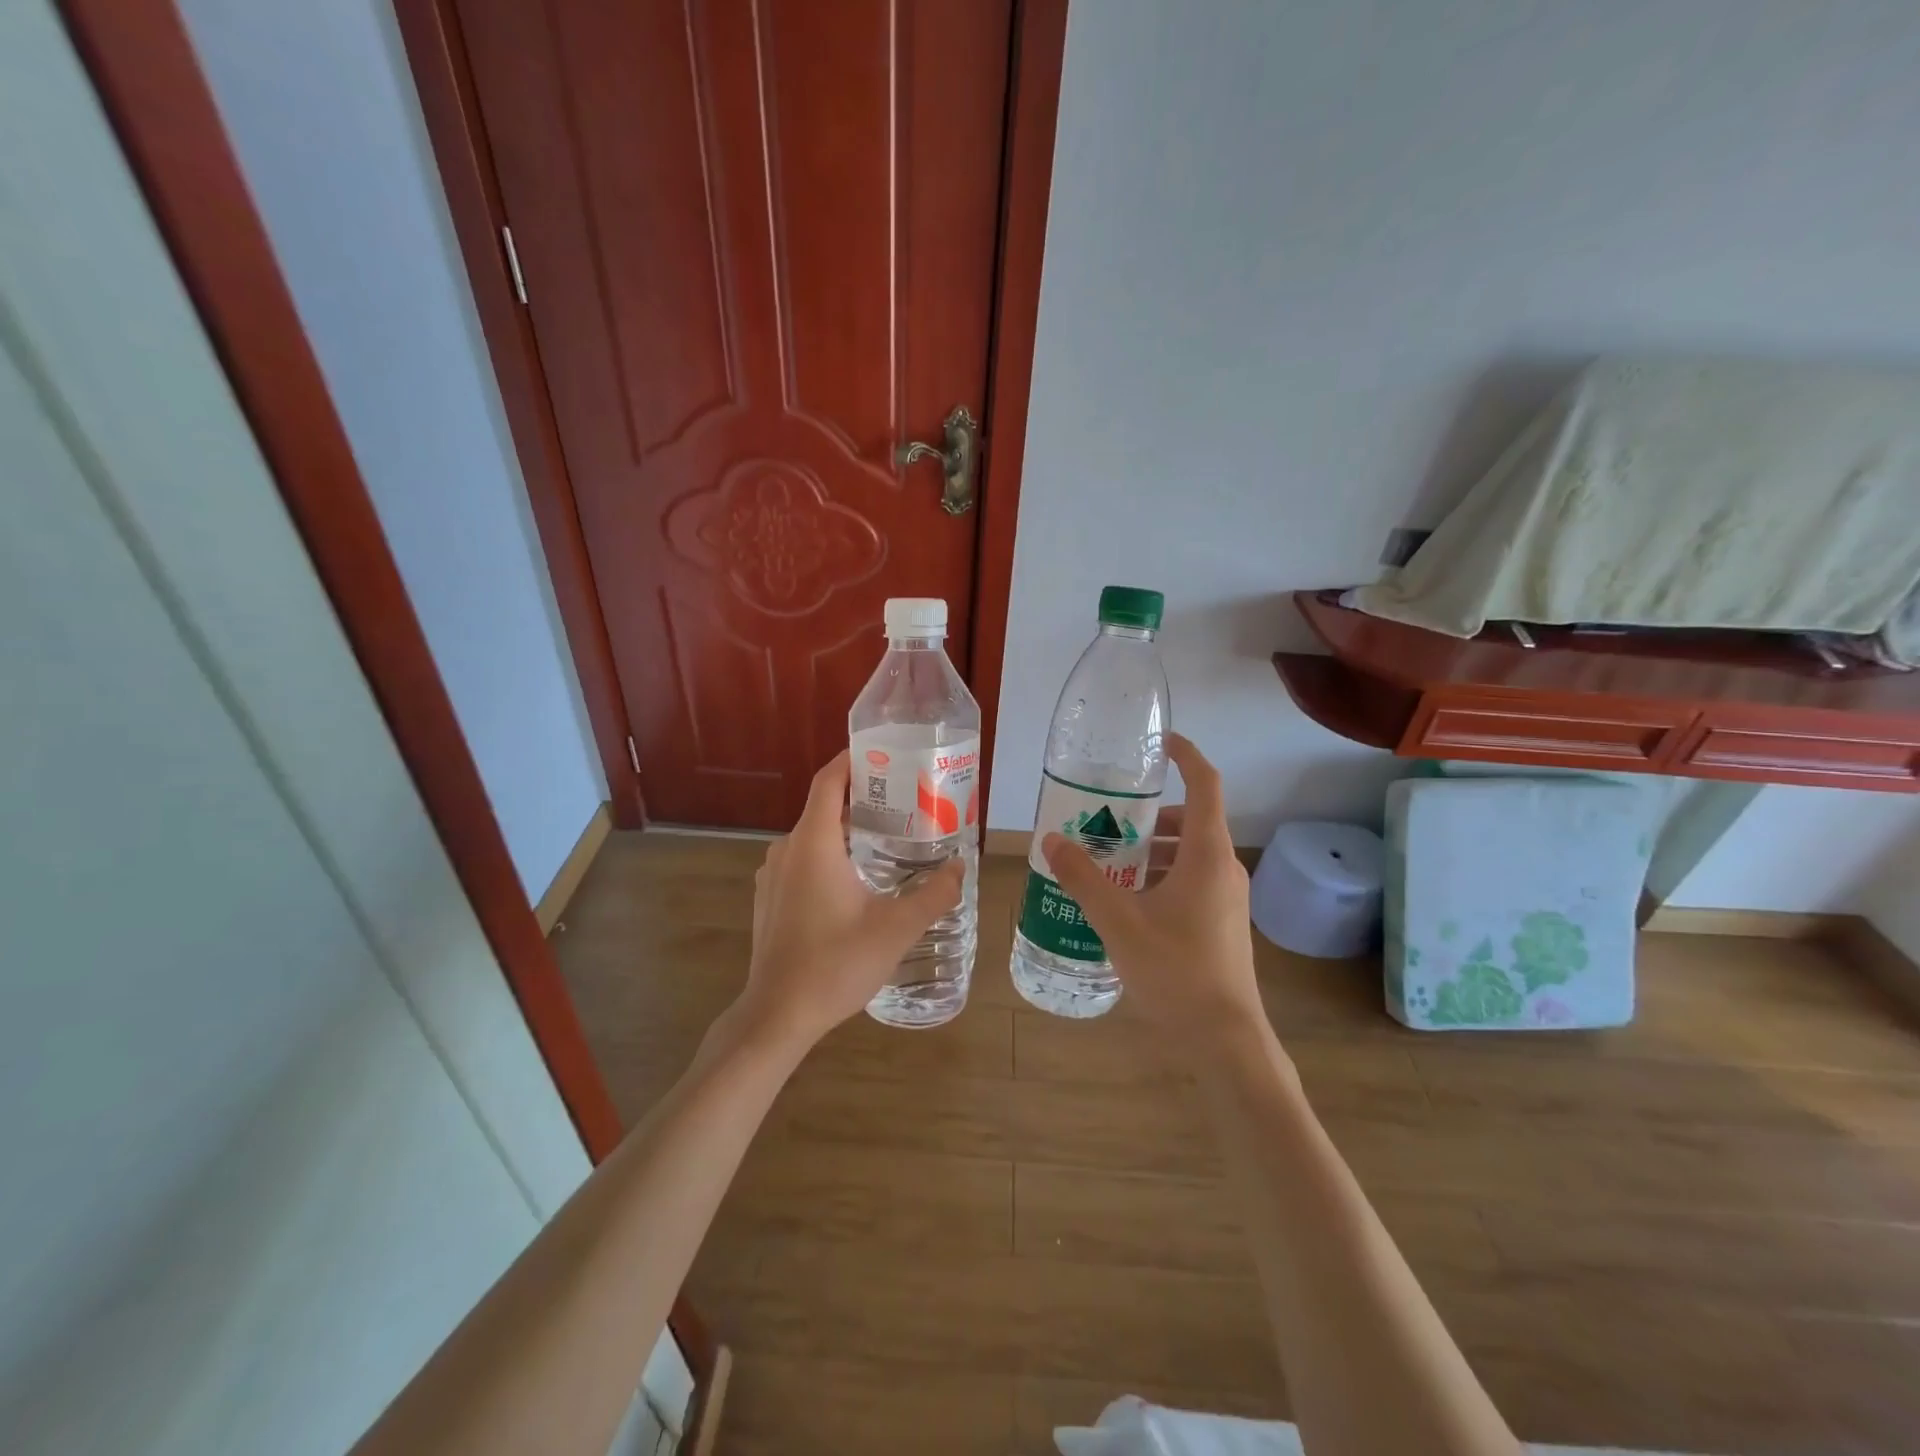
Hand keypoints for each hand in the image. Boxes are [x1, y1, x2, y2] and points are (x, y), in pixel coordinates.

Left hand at [735, 751, 964, 1050]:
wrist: (777, 1015)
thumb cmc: (835, 964)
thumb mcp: (896, 929)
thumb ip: (934, 895)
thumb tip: (960, 867)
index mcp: (813, 844)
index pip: (828, 781)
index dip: (852, 760)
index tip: (883, 753)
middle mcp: (787, 850)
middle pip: (823, 806)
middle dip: (862, 799)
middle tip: (903, 803)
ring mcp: (773, 875)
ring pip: (813, 836)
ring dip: (846, 830)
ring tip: (887, 840)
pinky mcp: (769, 899)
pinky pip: (802, 860)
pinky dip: (829, 855)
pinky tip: (856, 881)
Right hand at [1042, 734, 1265, 1060]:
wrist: (1224, 1037)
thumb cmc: (1175, 970)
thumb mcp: (1118, 920)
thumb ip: (1083, 877)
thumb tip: (1051, 840)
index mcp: (1208, 854)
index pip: (1205, 784)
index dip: (1185, 755)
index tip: (1158, 743)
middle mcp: (1224, 867)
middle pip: (1190, 820)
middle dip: (1148, 814)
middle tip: (1105, 817)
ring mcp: (1226, 897)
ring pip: (1188, 854)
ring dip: (1151, 848)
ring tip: (1105, 859)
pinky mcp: (1221, 921)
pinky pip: (1190, 879)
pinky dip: (1160, 875)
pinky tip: (1125, 900)